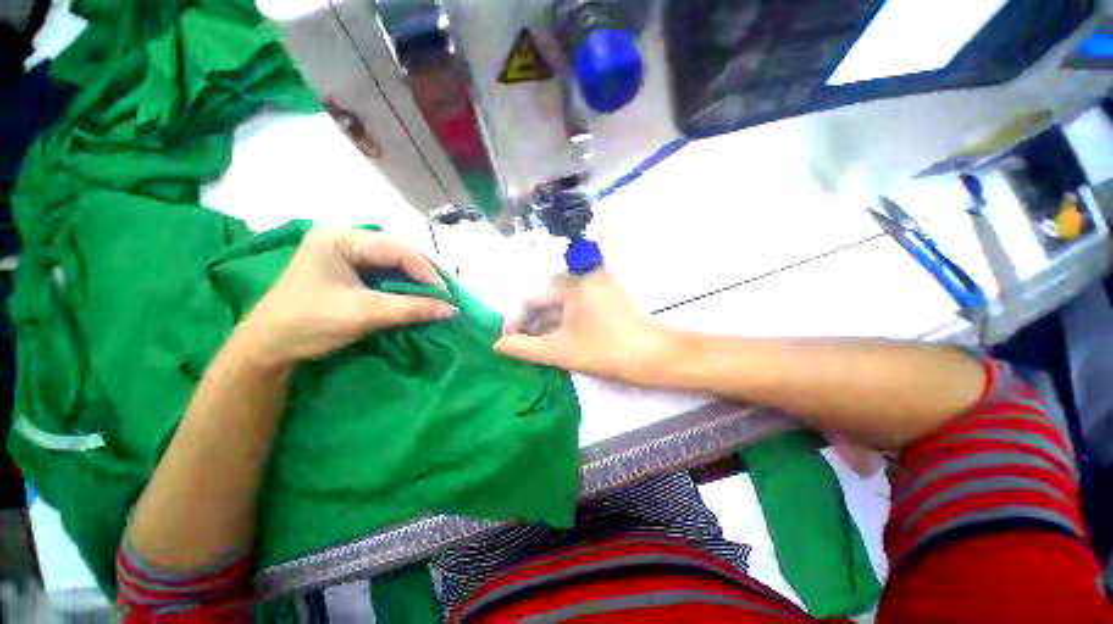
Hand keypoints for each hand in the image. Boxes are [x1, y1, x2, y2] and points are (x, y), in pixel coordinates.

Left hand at [233, 227, 455, 370]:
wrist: (268, 347)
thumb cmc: (310, 323)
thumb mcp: (365, 314)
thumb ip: (412, 308)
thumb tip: (452, 310)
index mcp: (341, 238)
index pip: (397, 249)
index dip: (426, 271)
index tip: (447, 295)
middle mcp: (344, 237)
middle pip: (398, 250)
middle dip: (425, 271)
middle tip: (447, 291)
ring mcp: (345, 251)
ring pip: (394, 259)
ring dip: (417, 276)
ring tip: (438, 292)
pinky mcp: (347, 267)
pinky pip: (385, 270)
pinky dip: (404, 282)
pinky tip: (417, 292)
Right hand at [494, 268, 673, 384]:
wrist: (653, 356)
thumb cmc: (605, 352)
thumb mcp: (559, 351)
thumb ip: (524, 347)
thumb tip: (498, 344)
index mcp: (572, 283)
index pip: (532, 297)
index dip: (517, 319)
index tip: (509, 340)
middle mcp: (584, 274)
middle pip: (546, 296)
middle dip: (532, 320)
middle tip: (525, 344)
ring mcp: (598, 281)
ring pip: (561, 299)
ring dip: (548, 319)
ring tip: (541, 342)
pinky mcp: (607, 290)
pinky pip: (576, 300)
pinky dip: (564, 316)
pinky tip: (561, 334)